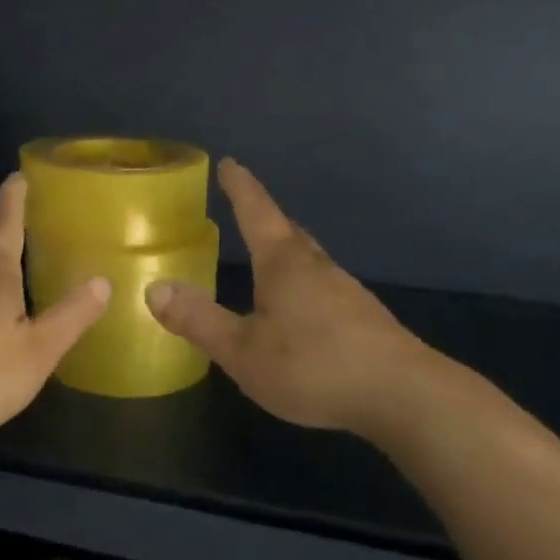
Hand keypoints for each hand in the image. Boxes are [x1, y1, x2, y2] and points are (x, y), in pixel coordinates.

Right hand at [146, 159, 439, 434]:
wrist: (405, 396)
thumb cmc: (316, 367)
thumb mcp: (244, 351)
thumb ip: (199, 321)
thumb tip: (154, 289)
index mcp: (284, 264)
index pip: (256, 212)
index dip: (240, 187)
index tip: (230, 162)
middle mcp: (316, 266)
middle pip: (287, 230)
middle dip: (265, 215)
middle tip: (247, 204)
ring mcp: (346, 290)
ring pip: (308, 257)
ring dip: (286, 247)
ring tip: (269, 253)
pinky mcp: (364, 317)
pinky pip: (323, 284)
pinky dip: (304, 280)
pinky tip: (302, 305)